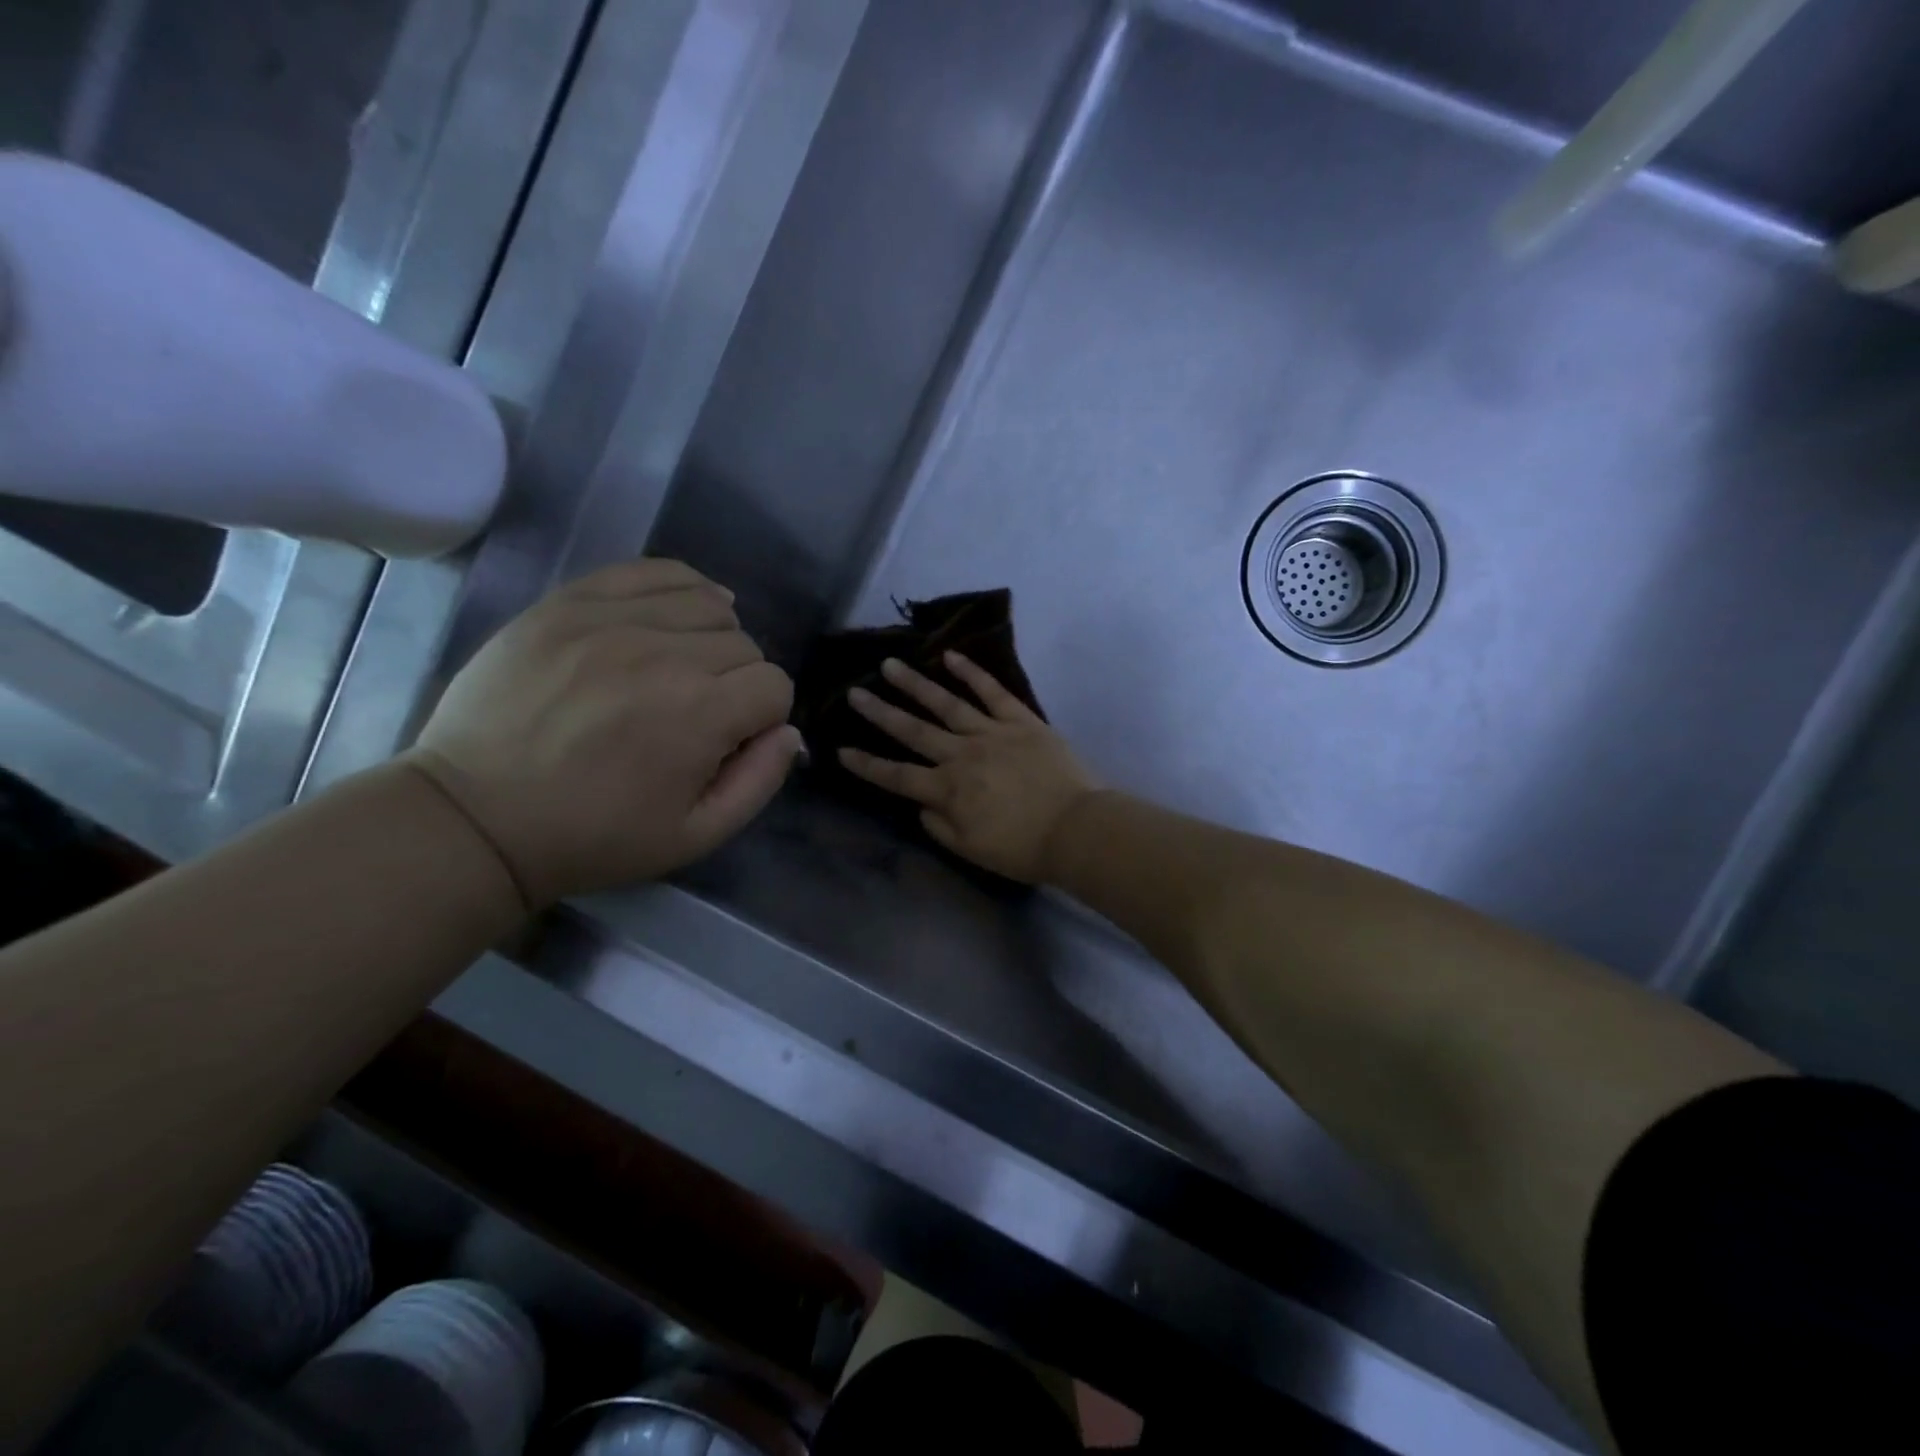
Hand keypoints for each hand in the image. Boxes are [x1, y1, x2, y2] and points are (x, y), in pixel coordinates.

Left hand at [408, 559, 798, 907]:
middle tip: (698, 713)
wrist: (477, 817)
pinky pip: (653, 570)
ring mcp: (612, 618)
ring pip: (709, 602)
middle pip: (745, 644)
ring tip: (683, 666)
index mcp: (700, 713)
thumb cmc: (594, 836)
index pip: (775, 685)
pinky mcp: (570, 602)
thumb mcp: (695, 835)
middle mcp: (665, 652)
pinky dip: (681, 587)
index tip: (731, 739)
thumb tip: (789, 732)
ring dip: (712, 636)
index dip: (763, 717)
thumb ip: (759, 781)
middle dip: (737, 681)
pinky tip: (675, 614)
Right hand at [839, 652, 1101, 882]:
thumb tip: (922, 804)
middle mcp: (961, 755)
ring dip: (915, 684)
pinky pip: (992, 691)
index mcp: (947, 790)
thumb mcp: (971, 850)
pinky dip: (972, 672)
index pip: (897, 776)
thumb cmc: (1022, 847)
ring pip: (945, 703)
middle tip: (854, 692)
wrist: (1076, 829)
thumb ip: (939, 826)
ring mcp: (991, 732)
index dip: (867, 764)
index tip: (841, 750)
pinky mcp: (1021, 720)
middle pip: (913, 730)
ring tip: (890, 665)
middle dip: (880, 712)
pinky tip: (950, 656)